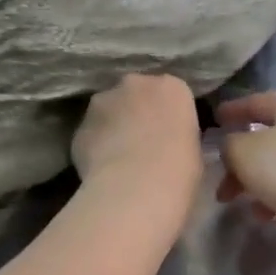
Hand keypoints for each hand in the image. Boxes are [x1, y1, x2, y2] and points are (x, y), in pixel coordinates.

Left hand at [72, 75, 202, 223]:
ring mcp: (102, 101)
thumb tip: (169, 143)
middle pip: (135, 94)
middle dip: (136, 113)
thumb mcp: (195, 151)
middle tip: (143, 145)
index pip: (171, 94)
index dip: (168, 116)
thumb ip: (179, 136)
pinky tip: (102, 171)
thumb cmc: (179, 172)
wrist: (136, 190)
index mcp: (172, 88)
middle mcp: (135, 84)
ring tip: (118, 159)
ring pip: (107, 110)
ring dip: (112, 127)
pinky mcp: (80, 125)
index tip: (169, 136)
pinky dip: (94, 147)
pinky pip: (90, 134)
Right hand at [215, 92, 275, 238]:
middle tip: (223, 187)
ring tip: (249, 208)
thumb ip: (229, 144)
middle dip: (241, 165)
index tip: (215, 119)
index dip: (233, 110)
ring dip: (260, 185)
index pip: (257, 102)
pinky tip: (272, 216)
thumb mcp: (242, 152)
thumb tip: (234, 147)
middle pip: (269, 140)